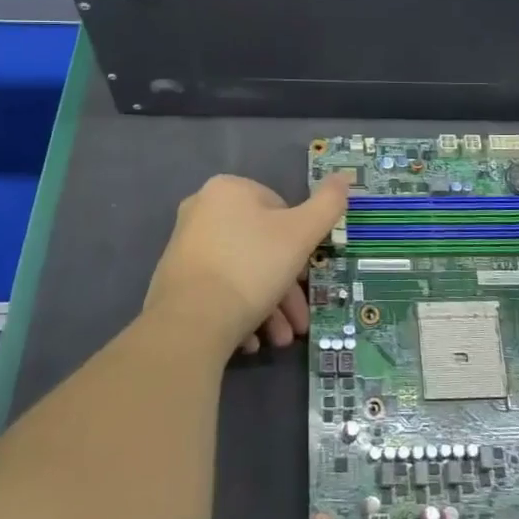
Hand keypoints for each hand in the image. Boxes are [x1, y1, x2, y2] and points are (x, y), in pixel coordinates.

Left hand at [146, 174, 349, 357]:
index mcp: (228, 190)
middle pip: (260, 247)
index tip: (306, 277)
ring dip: (267, 307)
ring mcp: (184, 247)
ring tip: (279, 340)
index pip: (279, 210)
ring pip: (241, 273)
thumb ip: (327, 205)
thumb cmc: (252, 267)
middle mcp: (201, 210)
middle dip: (284, 288)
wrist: (190, 322)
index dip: (299, 244)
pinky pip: (217, 291)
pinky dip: (238, 312)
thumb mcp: (301, 234)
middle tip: (298, 320)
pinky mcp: (173, 282)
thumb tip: (344, 177)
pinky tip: (250, 340)